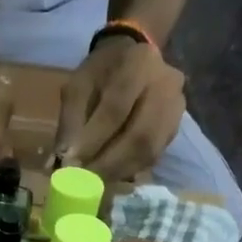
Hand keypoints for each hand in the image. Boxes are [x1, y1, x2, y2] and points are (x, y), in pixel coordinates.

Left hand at [54, 36, 185, 179]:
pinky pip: (155, 155)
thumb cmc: (101, 73)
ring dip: (120, 172)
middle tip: (85, 183)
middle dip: (109, 164)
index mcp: (138, 64)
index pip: (116, 109)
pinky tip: (112, 175)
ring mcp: (177, 107)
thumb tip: (65, 161)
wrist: (134, 58)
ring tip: (96, 183)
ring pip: (151, 150)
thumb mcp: (78, 87)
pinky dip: (131, 169)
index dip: (94, 141)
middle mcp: (166, 84)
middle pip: (140, 135)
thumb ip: (71, 122)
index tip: (73, 165)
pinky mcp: (176, 127)